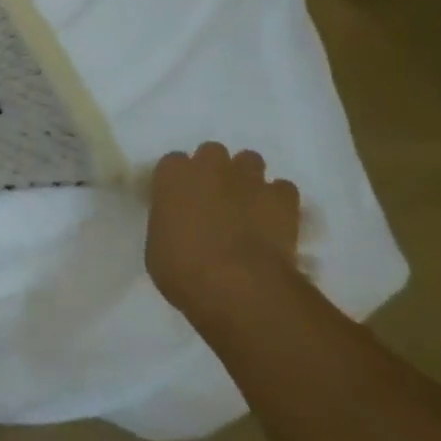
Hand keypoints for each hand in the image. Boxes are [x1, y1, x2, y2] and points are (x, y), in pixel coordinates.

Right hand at [146, 143, 302, 314]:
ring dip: (247, 179)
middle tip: (214, 201)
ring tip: (247, 207)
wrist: (238, 286)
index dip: (178, 183)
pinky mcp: (282, 197)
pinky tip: (274, 221)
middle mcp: (210, 166)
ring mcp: (249, 178)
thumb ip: (168, 224)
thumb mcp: (157, 248)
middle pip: (211, 153)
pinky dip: (278, 201)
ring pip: (249, 161)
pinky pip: (282, 189)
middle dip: (213, 172)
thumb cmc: (184, 270)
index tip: (180, 202)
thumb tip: (179, 226)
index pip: (172, 163)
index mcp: (173, 175)